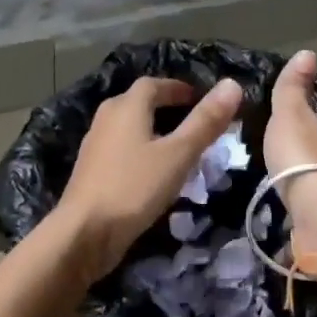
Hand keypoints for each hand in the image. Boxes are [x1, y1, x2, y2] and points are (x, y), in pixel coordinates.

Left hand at [55, 76, 245, 279]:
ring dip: (153, 130)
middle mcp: (107, 119)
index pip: (154, 84)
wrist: (84, 233)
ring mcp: (96, 146)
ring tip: (179, 148)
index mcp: (127, 107)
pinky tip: (155, 173)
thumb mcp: (179, 154)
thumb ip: (205, 121)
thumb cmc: (134, 187)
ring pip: (129, 128)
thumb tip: (233, 84)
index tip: (200, 99)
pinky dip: (141, 152)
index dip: (178, 88)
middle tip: (193, 121)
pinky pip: (122, 150)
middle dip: (165, 107)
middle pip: (138, 103)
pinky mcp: (92, 172)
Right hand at [264, 50, 316, 267]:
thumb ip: (293, 88)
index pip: (313, 118)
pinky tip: (285, 201)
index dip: (300, 115)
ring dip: (299, 174)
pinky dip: (298, 199)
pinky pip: (305, 201)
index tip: (283, 118)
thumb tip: (308, 52)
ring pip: (312, 175)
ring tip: (275, 175)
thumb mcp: (290, 114)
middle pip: (314, 147)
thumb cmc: (300, 155)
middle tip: (275, 149)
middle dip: (299, 148)